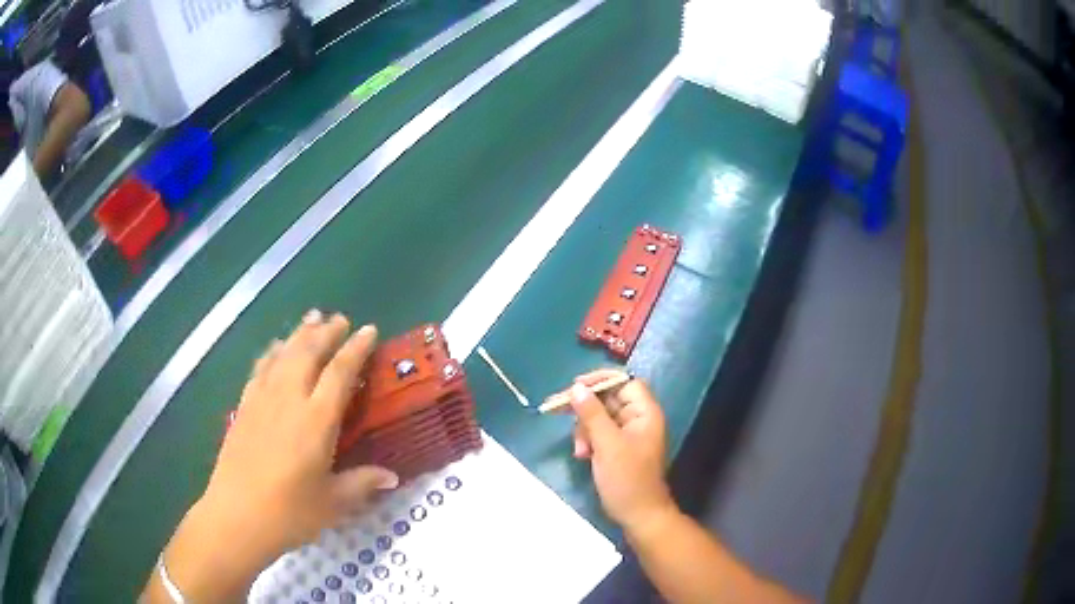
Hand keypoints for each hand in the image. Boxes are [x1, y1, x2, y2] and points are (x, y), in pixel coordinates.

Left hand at [147, 312, 398, 601]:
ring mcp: (262, 401)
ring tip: (311, 318)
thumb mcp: (333, 503)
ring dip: (299, 334)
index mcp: (316, 421)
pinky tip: (275, 347)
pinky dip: (271, 352)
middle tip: (339, 318)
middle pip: (308, 353)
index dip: (355, 349)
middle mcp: (289, 400)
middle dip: (326, 332)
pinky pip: (260, 369)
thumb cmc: (290, 512)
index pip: (339, 373)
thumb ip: (362, 483)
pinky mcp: (244, 407)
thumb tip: (392, 476)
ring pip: (283, 355)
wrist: (237, 515)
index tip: (368, 330)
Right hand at [565, 370, 675, 532]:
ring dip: (585, 429)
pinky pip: (599, 433)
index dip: (600, 380)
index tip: (575, 386)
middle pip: (609, 398)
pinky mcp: (618, 448)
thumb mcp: (607, 445)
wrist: (638, 515)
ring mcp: (628, 434)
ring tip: (580, 449)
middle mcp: (638, 419)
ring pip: (600, 417)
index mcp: (645, 413)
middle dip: (586, 409)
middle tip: (558, 410)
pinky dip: (588, 440)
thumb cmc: (627, 479)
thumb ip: (592, 414)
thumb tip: (576, 388)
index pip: (624, 382)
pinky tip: (582, 455)